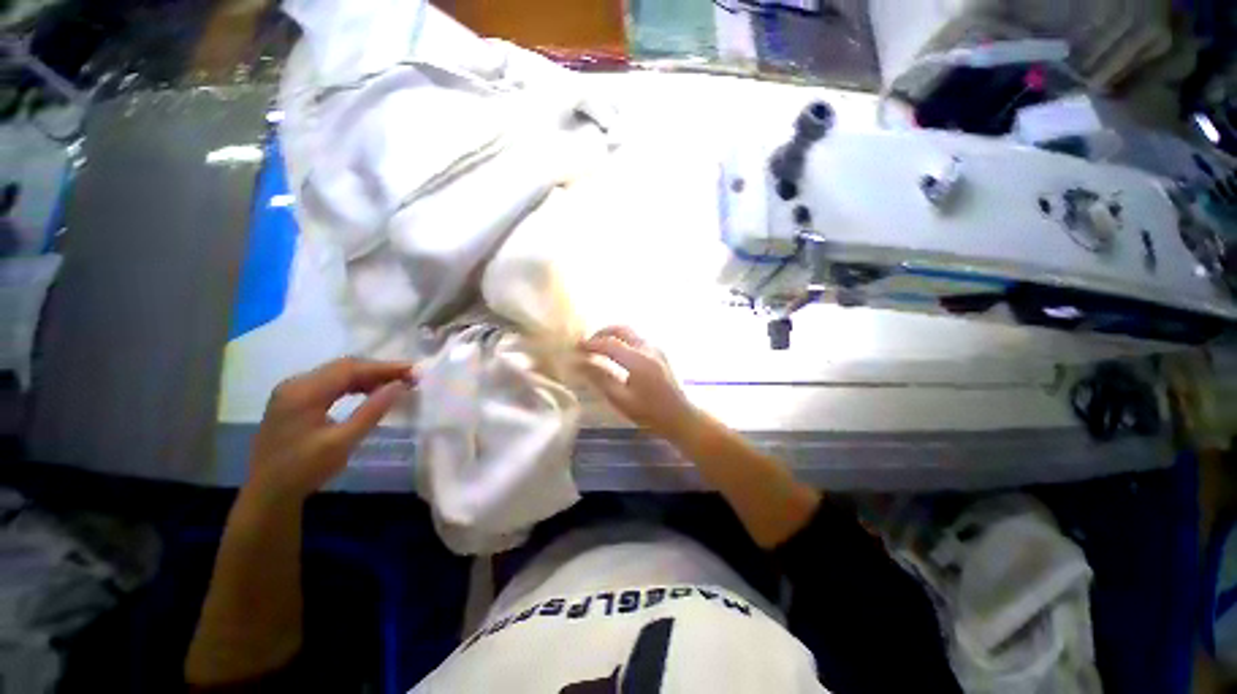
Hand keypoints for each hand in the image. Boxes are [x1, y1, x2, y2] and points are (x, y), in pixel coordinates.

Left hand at [246, 358, 415, 502]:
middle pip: (344, 367)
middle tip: (409, 377)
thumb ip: (372, 411)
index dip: (385, 367)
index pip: (350, 368)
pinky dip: (353, 385)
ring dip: (368, 377)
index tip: (414, 371)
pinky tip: (369, 392)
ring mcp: (292, 391)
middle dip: (378, 370)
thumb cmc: (304, 469)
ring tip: (395, 384)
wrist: (267, 494)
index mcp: (304, 392)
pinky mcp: (294, 401)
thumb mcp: (343, 442)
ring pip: (338, 374)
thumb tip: (400, 386)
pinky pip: (329, 384)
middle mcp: (296, 384)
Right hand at [578, 326, 697, 440]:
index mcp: (638, 360)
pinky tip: (616, 353)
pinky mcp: (660, 352)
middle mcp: (648, 348)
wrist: (680, 416)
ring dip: (613, 335)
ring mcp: (656, 348)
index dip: (591, 344)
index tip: (576, 347)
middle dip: (602, 333)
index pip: (609, 343)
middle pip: (621, 329)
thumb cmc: (649, 412)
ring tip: (599, 348)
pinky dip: (623, 340)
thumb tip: (581, 364)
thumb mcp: (621, 399)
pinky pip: (637, 338)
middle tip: (588, 344)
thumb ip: (600, 379)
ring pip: (630, 332)